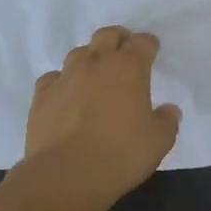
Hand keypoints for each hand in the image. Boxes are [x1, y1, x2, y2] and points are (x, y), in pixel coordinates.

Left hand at [23, 26, 180, 209]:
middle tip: (124, 52)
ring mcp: (65, 77)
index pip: (142, 42)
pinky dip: (62, 81)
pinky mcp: (42, 96)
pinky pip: (53, 78)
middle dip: (118, 39)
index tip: (152, 51)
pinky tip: (66, 95)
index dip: (148, 44)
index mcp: (128, 68)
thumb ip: (167, 121)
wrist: (66, 175)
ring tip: (95, 75)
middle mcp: (96, 63)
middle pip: (107, 35)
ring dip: (90, 58)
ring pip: (78, 53)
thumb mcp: (159, 141)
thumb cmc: (120, 154)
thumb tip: (168, 110)